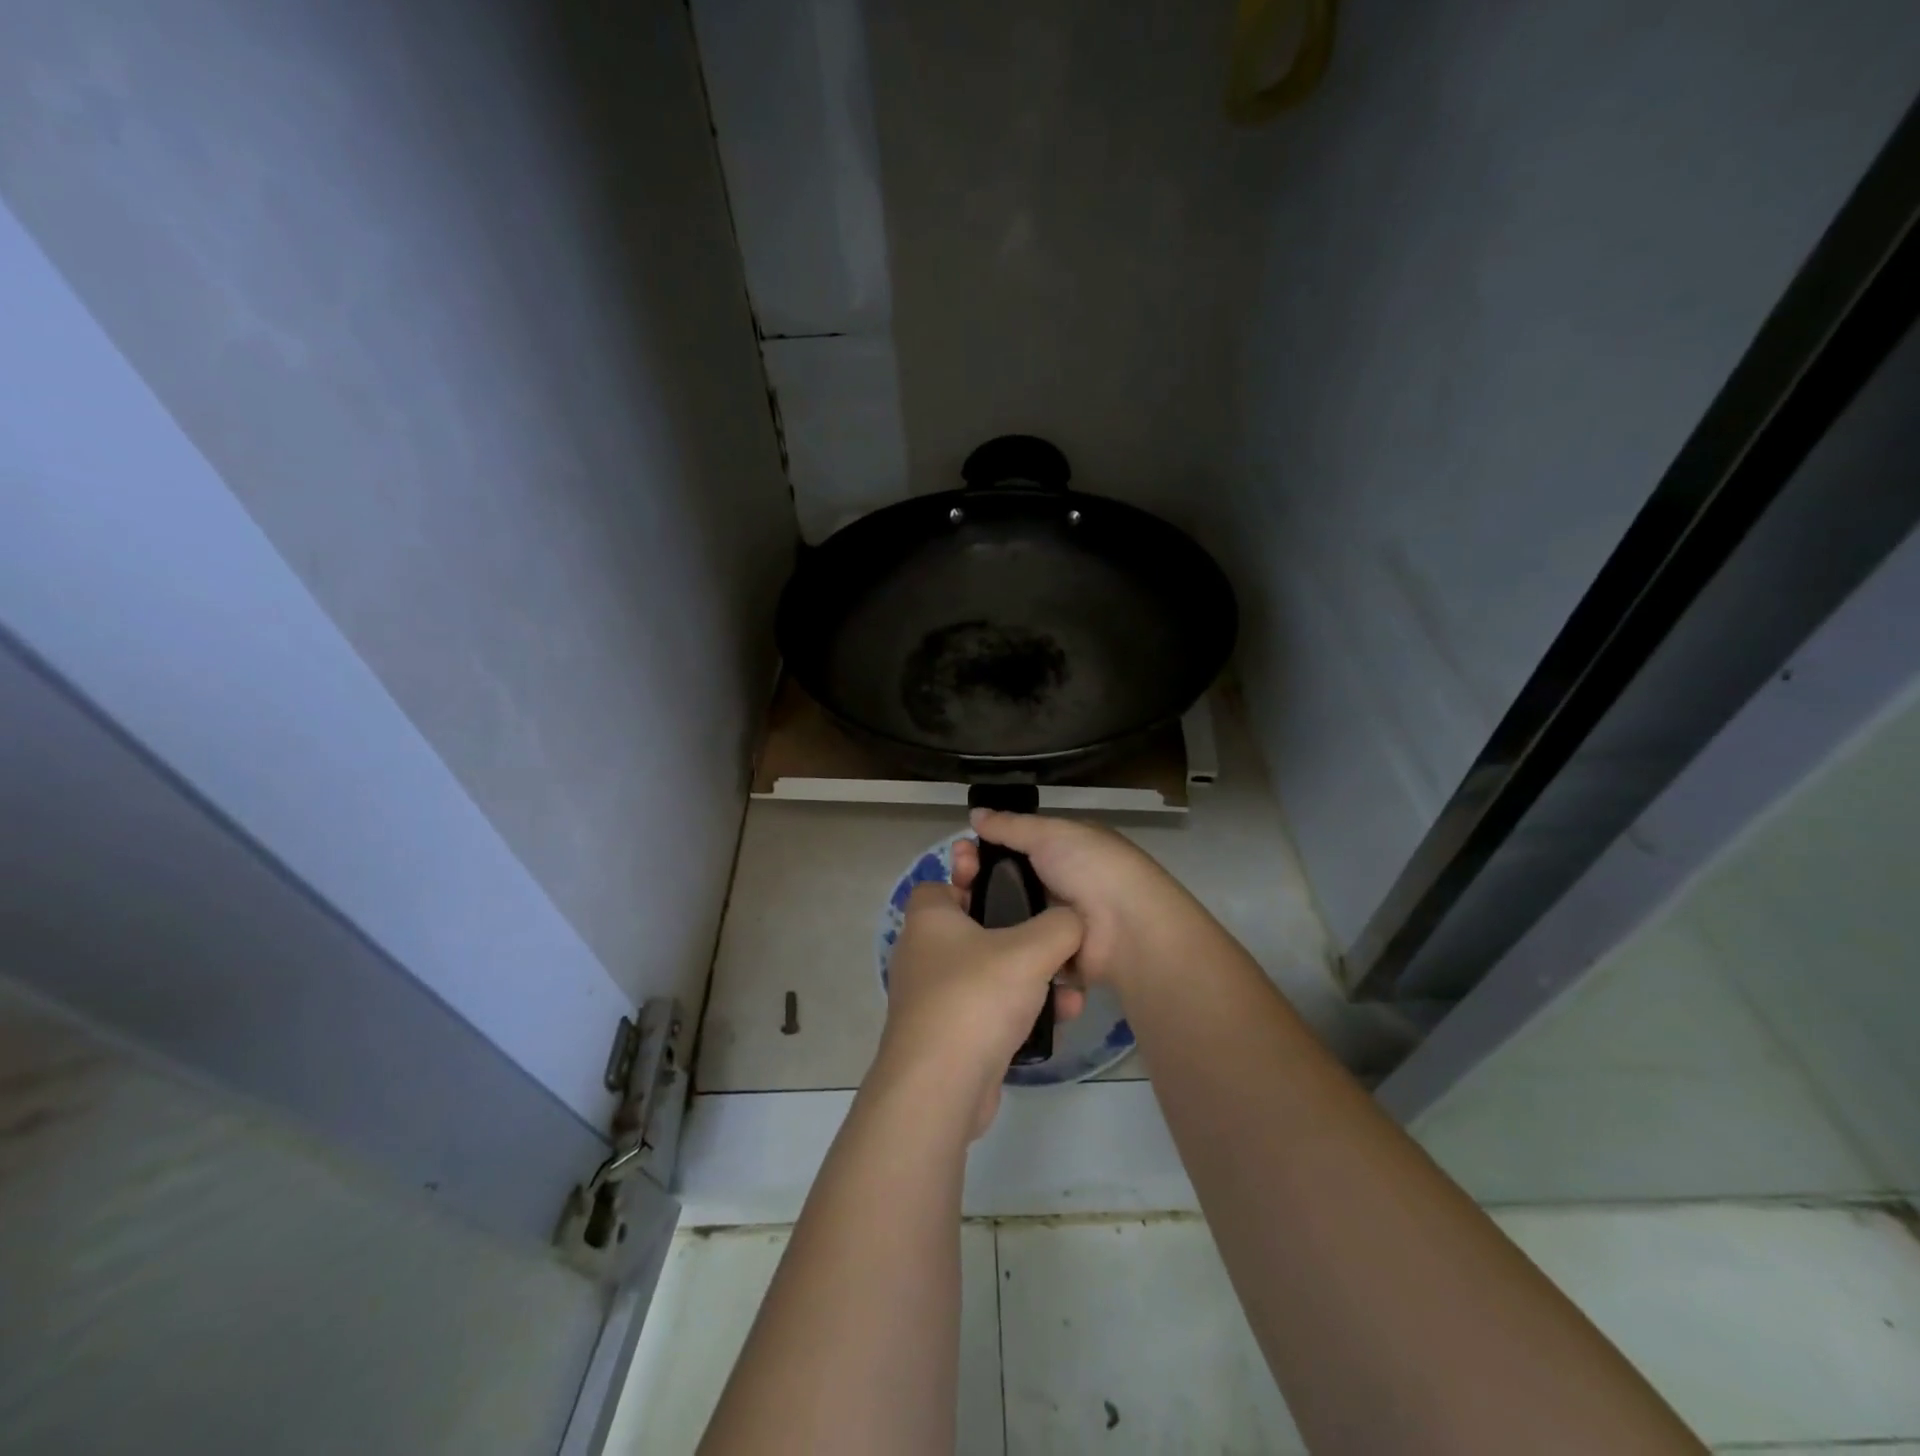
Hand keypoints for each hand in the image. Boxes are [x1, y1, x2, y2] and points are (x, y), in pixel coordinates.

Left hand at [875, 841, 1082, 1137]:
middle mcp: (924, 953)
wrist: (941, 1087)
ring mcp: (933, 997)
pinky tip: (1059, 1018)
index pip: (943, 883)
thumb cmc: (976, 997)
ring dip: (1029, 977)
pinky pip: (989, 1010)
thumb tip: (1075, 919)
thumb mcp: (1031, 949)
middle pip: (974, 927)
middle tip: (1052, 935)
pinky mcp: (948, 1036)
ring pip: (988, 972)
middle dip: (1017, 932)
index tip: (1013, 885)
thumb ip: (1061, 924)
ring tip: (1069, 985)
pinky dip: (1020, 1011)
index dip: (975, 878)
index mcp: (929, 919)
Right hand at [967, 810, 1208, 990]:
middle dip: (979, 879)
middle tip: (953, 882)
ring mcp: (1056, 922)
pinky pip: (1019, 947)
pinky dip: (999, 944)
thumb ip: (1011, 826)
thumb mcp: (1051, 834)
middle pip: (1008, 880)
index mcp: (1065, 850)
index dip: (986, 847)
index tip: (959, 852)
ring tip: (955, 911)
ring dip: (985, 912)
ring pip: (1009, 914)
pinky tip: (970, 941)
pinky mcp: (1052, 957)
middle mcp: (1061, 884)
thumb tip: (974, 813)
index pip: (1015, 845)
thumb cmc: (1093, 868)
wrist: (1128, 930)